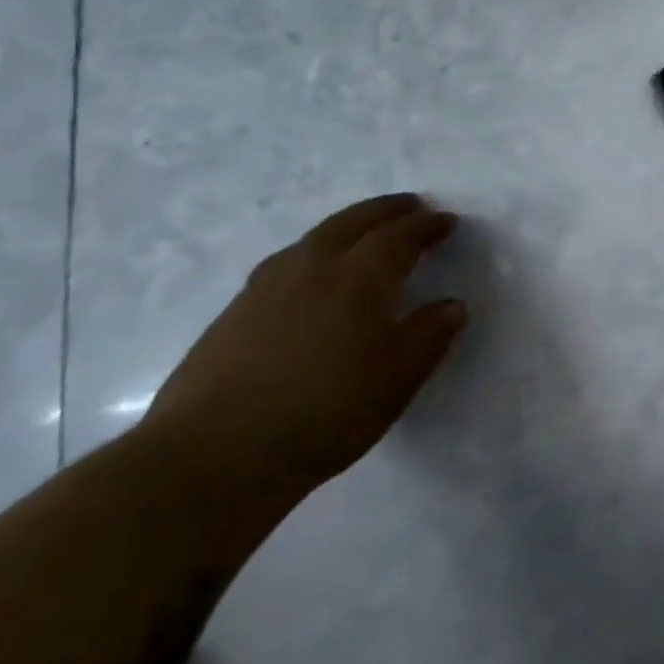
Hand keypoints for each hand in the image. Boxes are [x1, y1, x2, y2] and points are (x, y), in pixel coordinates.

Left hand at [141, 194, 467, 490]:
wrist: (213, 457)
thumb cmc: (326, 412)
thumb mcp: (399, 378)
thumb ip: (429, 335)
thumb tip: (450, 306)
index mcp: (359, 279)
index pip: (399, 237)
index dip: (427, 226)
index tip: (448, 222)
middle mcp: (312, 270)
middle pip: (352, 223)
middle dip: (386, 211)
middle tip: (410, 206)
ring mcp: (265, 290)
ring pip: (312, 239)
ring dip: (346, 226)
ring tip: (361, 232)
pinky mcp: (232, 315)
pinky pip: (285, 263)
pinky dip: (311, 252)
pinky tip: (309, 275)